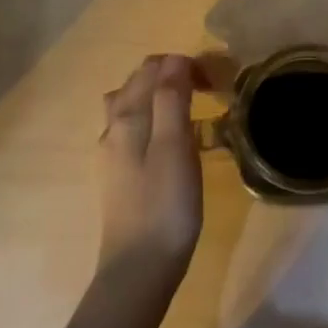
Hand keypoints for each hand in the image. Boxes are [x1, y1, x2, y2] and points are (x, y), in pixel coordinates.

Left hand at [97, 54, 205, 283]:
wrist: (139, 268)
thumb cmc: (165, 205)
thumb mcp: (175, 146)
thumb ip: (172, 98)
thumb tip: (174, 59)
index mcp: (127, 117)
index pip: (152, 68)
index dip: (184, 65)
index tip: (216, 81)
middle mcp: (112, 128)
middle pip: (136, 83)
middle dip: (170, 75)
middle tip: (208, 89)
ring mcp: (112, 154)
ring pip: (129, 106)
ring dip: (157, 96)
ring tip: (188, 109)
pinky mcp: (118, 176)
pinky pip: (132, 130)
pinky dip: (152, 120)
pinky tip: (170, 141)